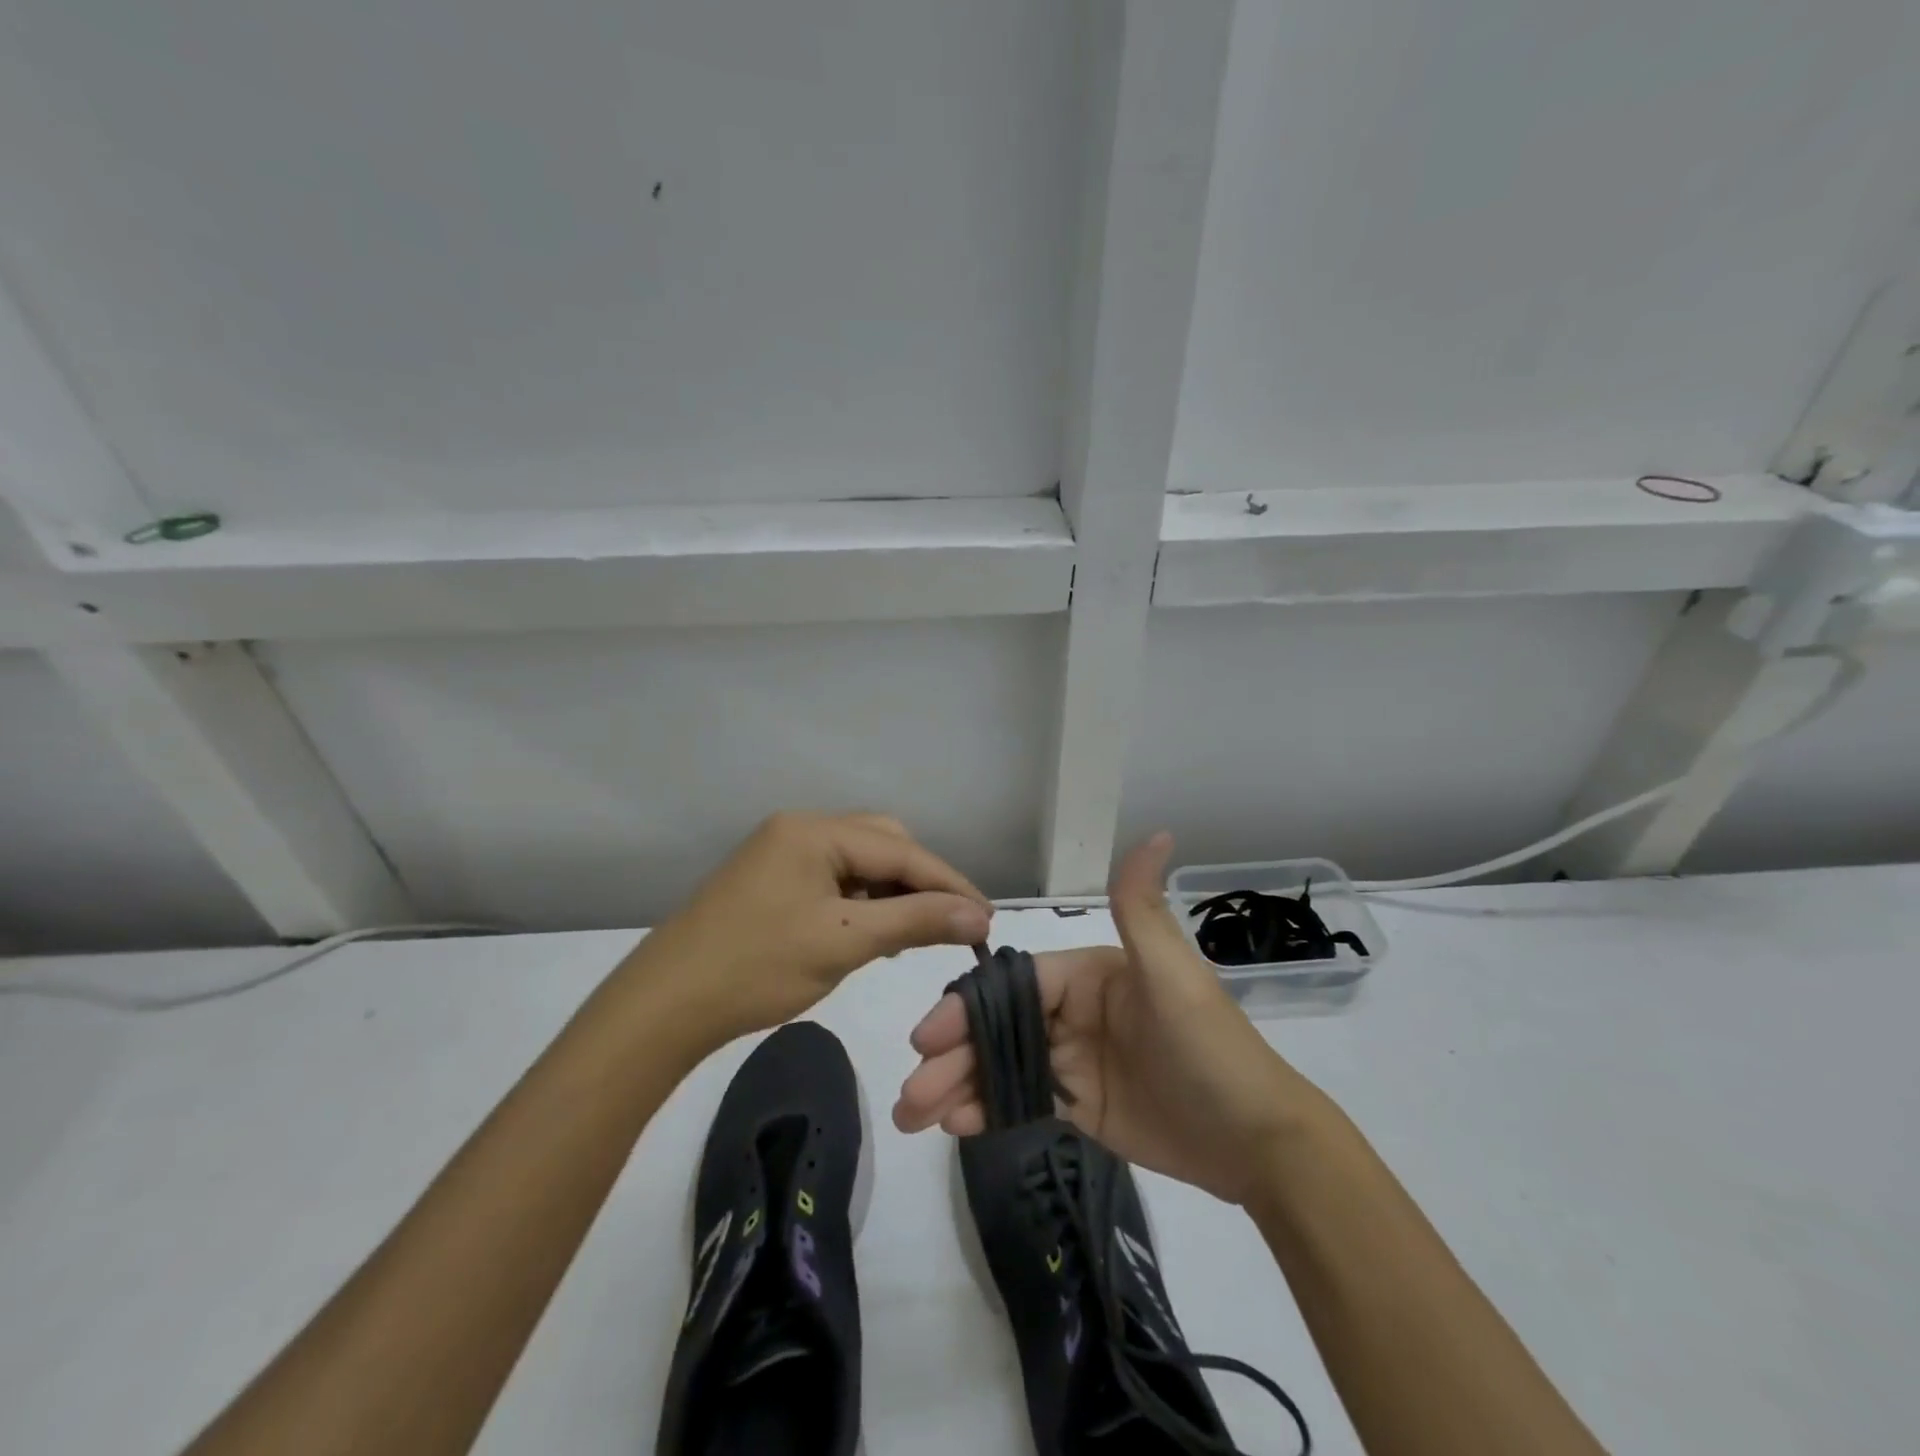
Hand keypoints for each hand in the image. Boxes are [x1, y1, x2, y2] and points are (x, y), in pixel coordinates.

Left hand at [625, 812, 992, 1046]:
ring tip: (913, 935)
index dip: (950, 883)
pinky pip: (835, 880)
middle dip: (920, 883)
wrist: (665, 1006)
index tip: (988, 918)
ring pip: (860, 863)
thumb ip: (916, 921)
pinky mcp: (774, 880)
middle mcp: (800, 829)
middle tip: (948, 926)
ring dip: (892, 894)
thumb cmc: (757, 967)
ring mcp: (783, 853)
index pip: (901, 851)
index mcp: (814, 831)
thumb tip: (980, 916)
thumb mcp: (844, 941)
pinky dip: (862, 903)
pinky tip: (872, 933)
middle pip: (882, 844)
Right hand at [892, 832, 1321, 1205]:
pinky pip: (1022, 1100)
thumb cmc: (1210, 1049)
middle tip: (909, 1093)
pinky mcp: (1079, 1103)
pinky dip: (986, 1108)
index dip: (969, 1008)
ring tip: (912, 1117)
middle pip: (999, 1027)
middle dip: (952, 1054)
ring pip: (1002, 1065)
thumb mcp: (1174, 975)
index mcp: (1089, 974)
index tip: (927, 1037)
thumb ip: (1142, 908)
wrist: (1258, 1142)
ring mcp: (1074, 1059)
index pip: (1015, 985)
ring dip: (958, 1086)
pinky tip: (955, 1125)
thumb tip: (1156, 832)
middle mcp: (1074, 1010)